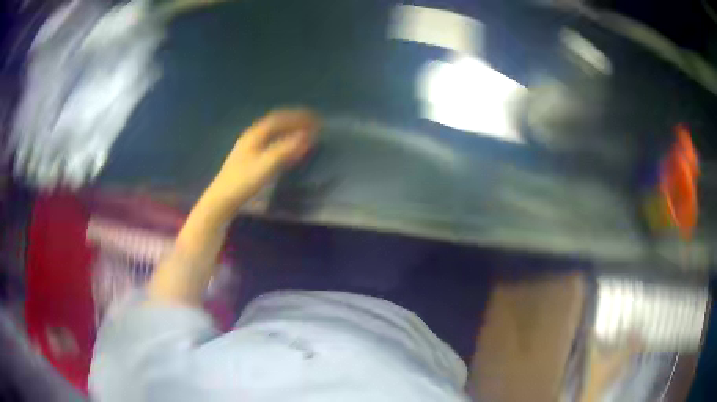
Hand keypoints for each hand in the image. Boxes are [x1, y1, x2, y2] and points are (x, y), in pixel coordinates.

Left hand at [203, 108, 319, 216]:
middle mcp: (252, 137)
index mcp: (255, 134)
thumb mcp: (267, 164)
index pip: (280, 119)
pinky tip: (289, 150)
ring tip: (305, 134)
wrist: (222, 199)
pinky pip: (271, 143)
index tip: (316, 119)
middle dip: (295, 122)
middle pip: (276, 124)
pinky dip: (284, 142)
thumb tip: (307, 136)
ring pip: (273, 133)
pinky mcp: (249, 159)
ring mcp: (249, 148)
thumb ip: (287, 149)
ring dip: (290, 131)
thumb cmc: (243, 181)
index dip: (298, 117)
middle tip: (313, 125)